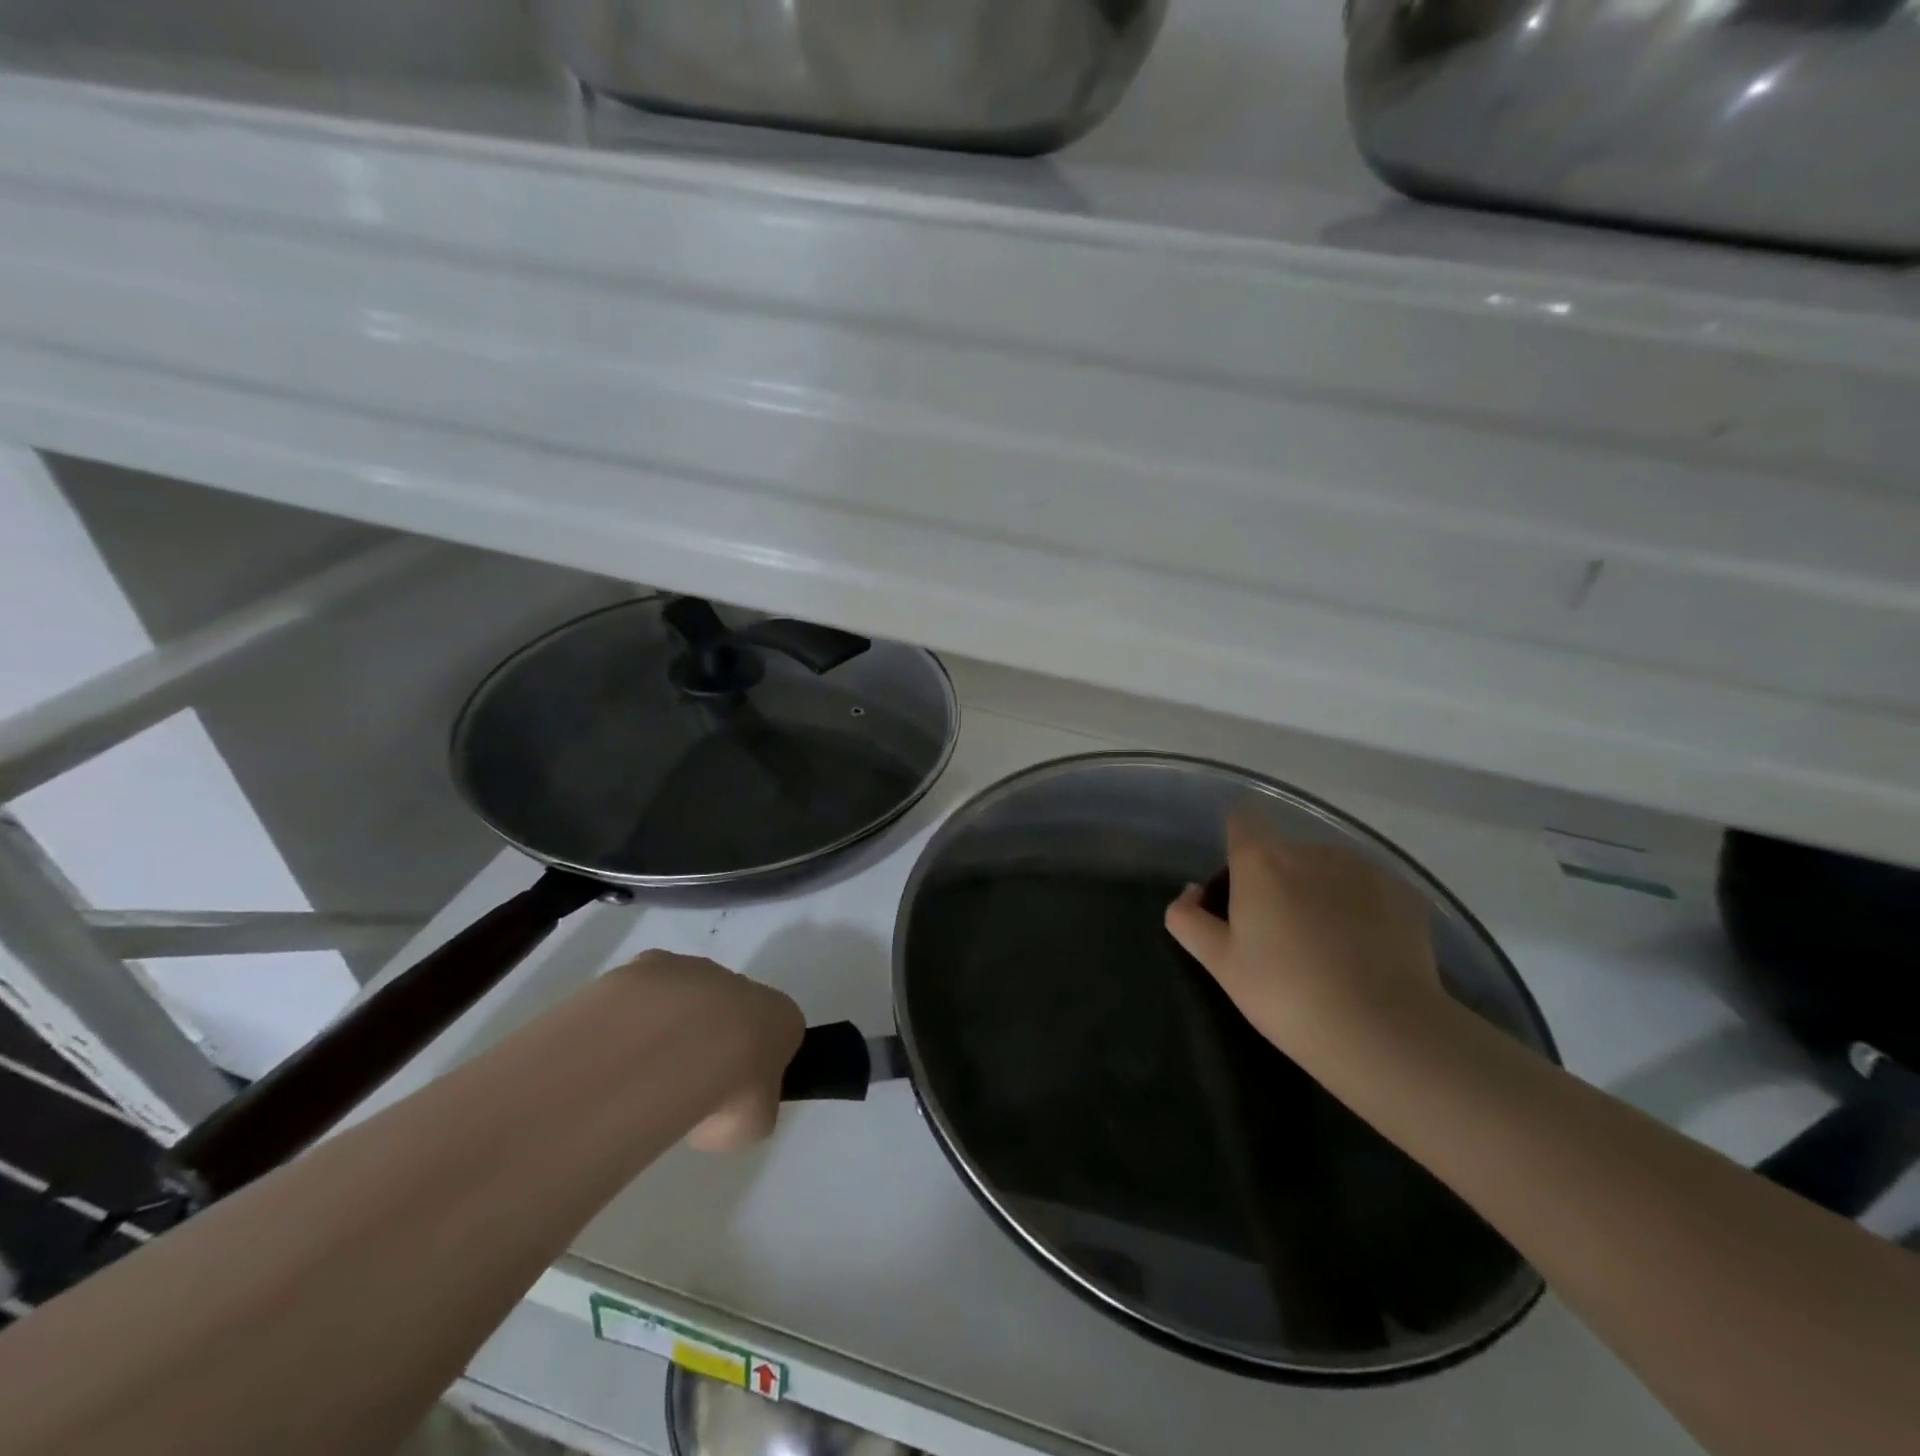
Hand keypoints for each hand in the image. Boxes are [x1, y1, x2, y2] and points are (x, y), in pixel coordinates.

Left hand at [607, 951, 803, 1152]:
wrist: (670, 1051)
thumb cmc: (728, 1091)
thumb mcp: (752, 1125)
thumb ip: (747, 1109)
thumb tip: (723, 1109)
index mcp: (781, 1016)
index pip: (777, 1034)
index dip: (755, 1066)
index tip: (732, 1095)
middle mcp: (743, 983)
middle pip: (730, 1009)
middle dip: (709, 1039)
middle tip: (684, 1086)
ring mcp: (695, 969)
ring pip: (685, 997)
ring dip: (670, 1025)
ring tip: (642, 1074)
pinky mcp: (650, 964)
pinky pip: (644, 994)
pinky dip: (633, 1017)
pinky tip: (619, 1050)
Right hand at [1164, 811, 1442, 1062]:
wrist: (1383, 1032)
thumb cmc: (1285, 995)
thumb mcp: (1220, 964)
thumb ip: (1189, 919)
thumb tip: (1190, 892)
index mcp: (1261, 861)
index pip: (1242, 819)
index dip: (1237, 844)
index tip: (1238, 884)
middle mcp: (1311, 851)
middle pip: (1284, 852)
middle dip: (1277, 881)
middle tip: (1278, 935)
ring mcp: (1363, 869)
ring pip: (1327, 869)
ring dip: (1319, 892)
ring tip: (1327, 947)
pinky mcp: (1403, 893)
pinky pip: (1367, 890)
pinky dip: (1360, 910)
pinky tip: (1364, 953)